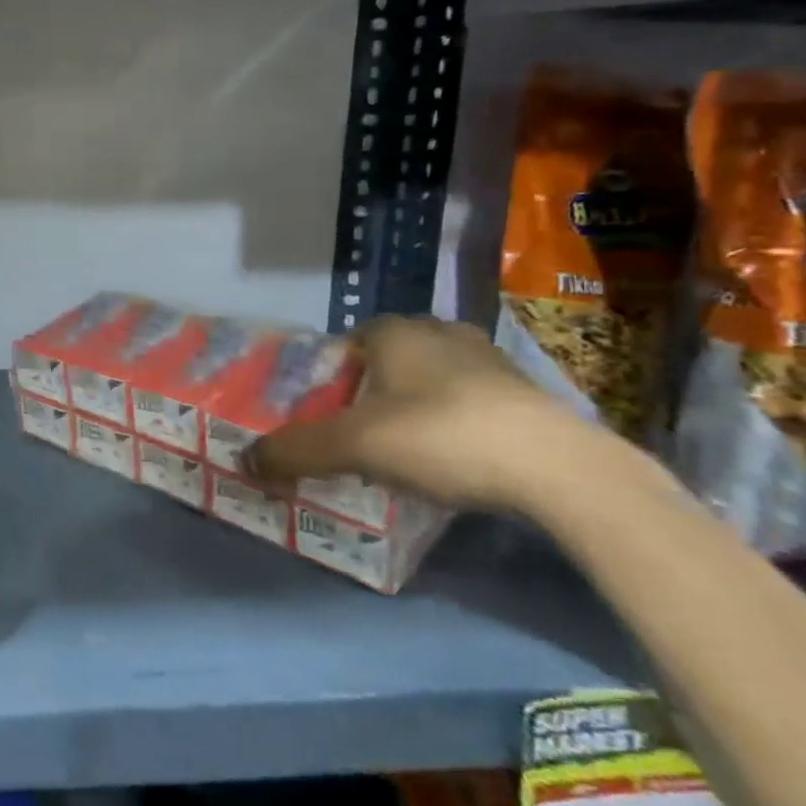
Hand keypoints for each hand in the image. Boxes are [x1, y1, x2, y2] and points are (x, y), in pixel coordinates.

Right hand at [250, 315, 608, 514]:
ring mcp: (494, 362)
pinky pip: (475, 400)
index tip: (328, 406)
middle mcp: (444, 334)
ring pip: (436, 377)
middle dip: (375, 385)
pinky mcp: (532, 396)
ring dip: (418, 402)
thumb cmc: (441, 438)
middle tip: (361, 426)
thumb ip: (294, 451)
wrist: (562, 473)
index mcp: (397, 332)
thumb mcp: (351, 447)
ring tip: (405, 446)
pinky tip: (455, 458)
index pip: (351, 338)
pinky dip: (458, 421)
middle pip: (393, 356)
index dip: (335, 370)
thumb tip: (243, 460)